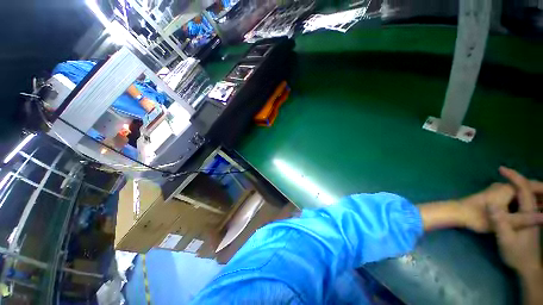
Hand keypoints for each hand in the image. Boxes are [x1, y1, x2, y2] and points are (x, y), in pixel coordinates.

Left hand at [419, 182, 540, 231]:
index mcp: (508, 189)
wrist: (456, 212)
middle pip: (526, 188)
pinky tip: (526, 210)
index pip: (531, 185)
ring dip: (530, 198)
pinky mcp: (493, 196)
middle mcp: (503, 186)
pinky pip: (512, 196)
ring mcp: (497, 191)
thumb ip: (525, 219)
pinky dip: (521, 201)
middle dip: (539, 195)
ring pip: (519, 193)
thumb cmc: (479, 217)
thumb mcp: (505, 221)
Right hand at [490, 167, 540, 275]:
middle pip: (530, 188)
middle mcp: (533, 210)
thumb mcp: (506, 239)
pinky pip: (527, 200)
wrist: (527, 266)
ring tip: (508, 179)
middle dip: (519, 177)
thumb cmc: (516, 253)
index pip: (524, 188)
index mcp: (529, 212)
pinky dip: (521, 193)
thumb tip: (490, 203)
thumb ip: (500, 222)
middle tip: (504, 172)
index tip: (501, 170)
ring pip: (530, 194)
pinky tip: (514, 195)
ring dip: (521, 184)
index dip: (514, 177)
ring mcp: (532, 214)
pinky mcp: (530, 218)